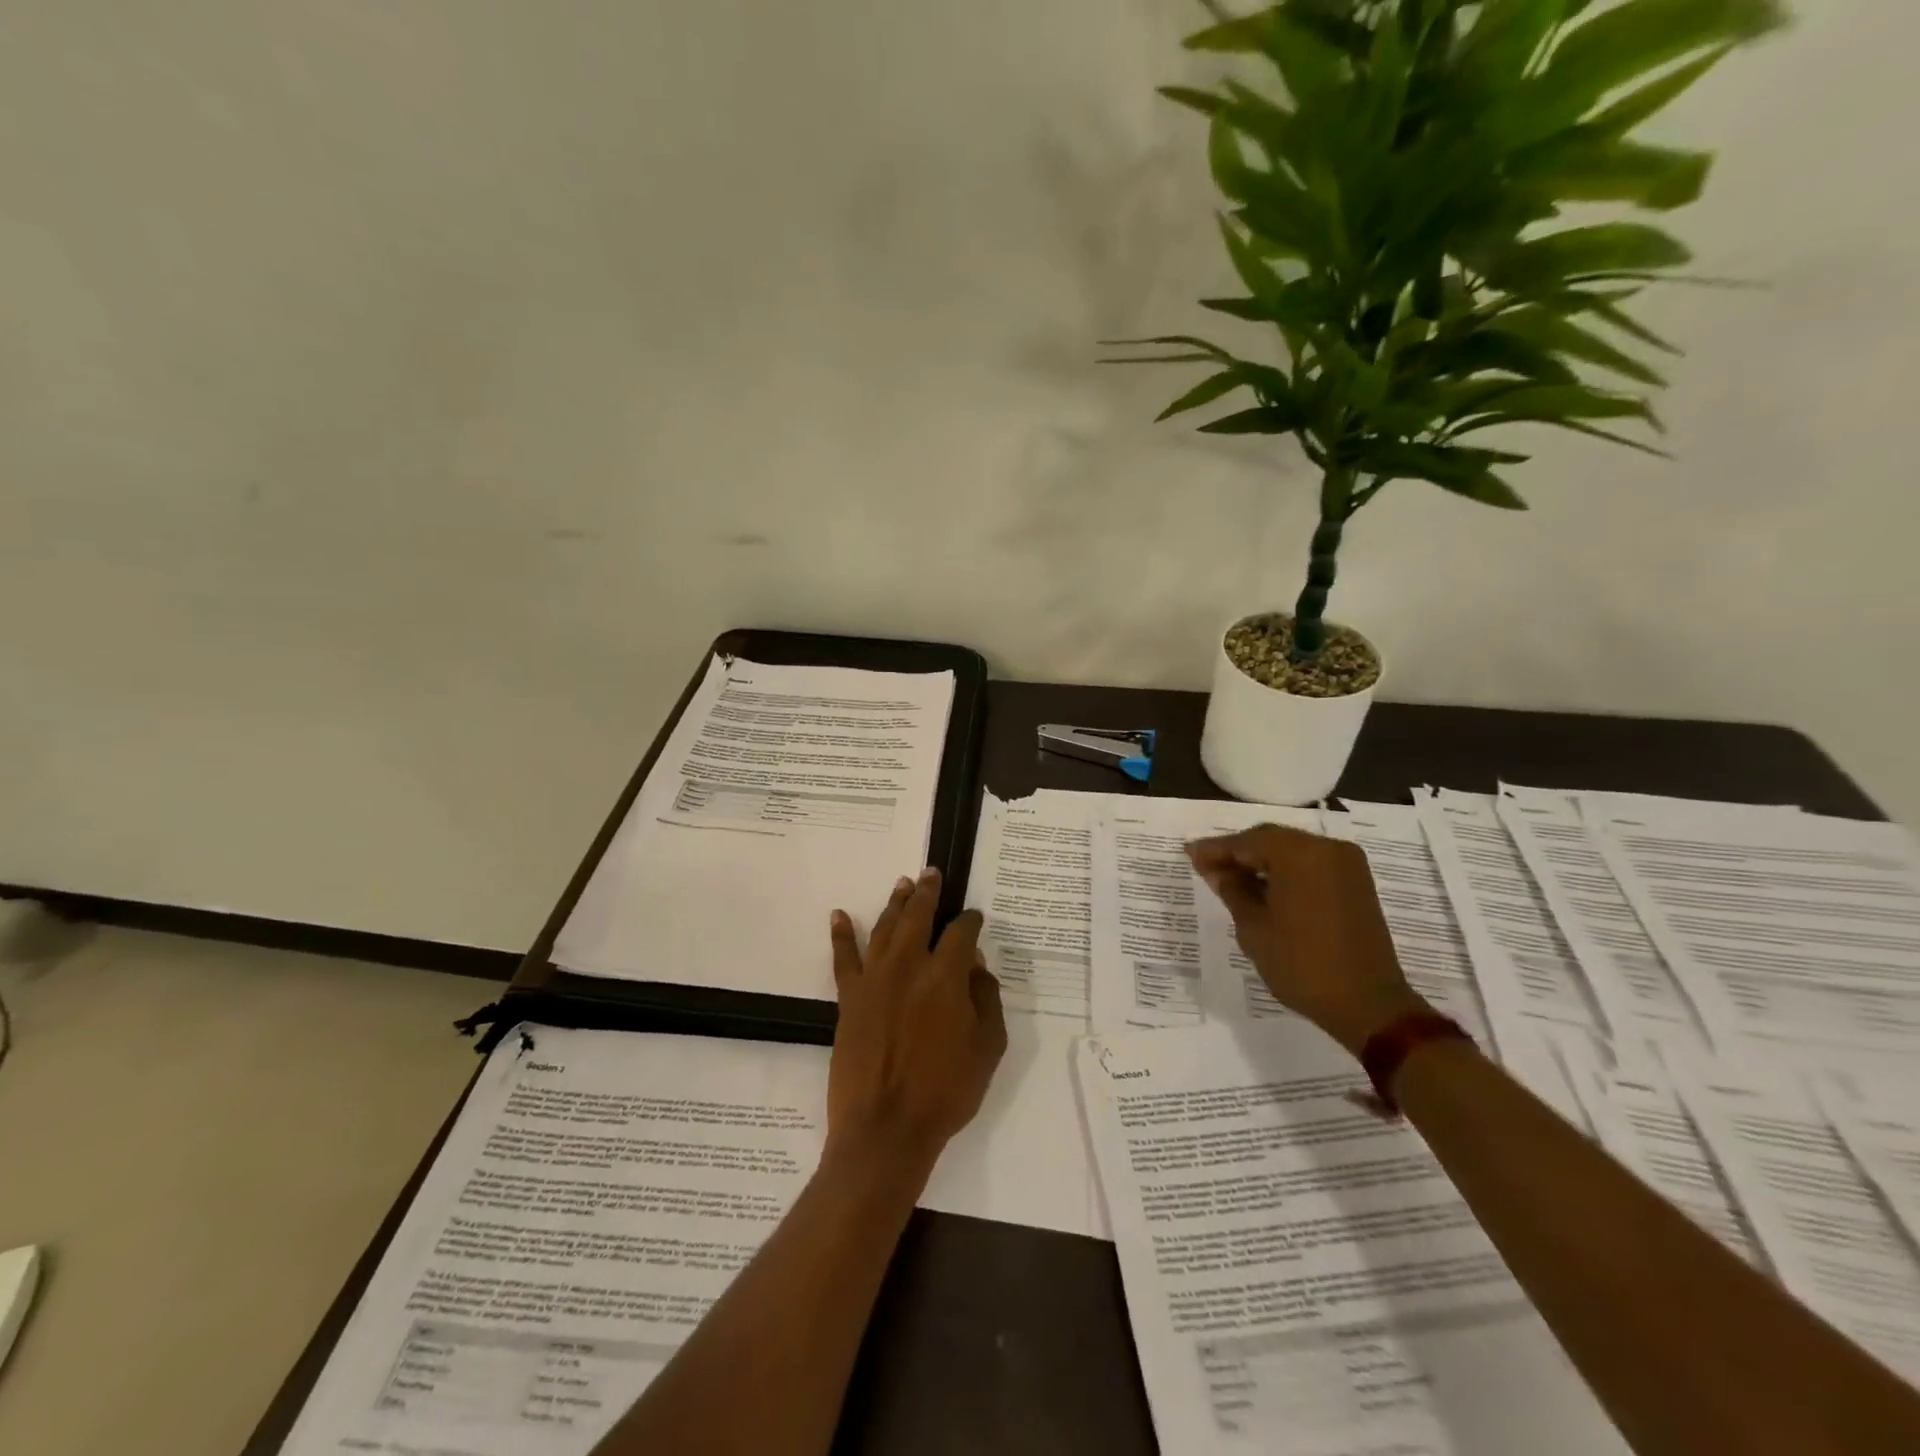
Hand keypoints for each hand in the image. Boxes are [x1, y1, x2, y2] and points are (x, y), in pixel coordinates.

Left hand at [826, 869, 1007, 1173]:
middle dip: (928, 892)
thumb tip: (975, 966)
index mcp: (945, 975)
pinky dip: (841, 934)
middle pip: (918, 916)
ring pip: (884, 928)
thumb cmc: (946, 1091)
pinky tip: (838, 915)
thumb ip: (985, 999)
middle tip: (932, 874)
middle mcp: (908, 965)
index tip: (974, 918)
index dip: (970, 921)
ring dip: (895, 904)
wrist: (886, 1128)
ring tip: (903, 885)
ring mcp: (874, 979)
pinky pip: (843, 958)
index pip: (961, 933)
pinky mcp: (849, 998)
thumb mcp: (988, 1048)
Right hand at [1187, 823, 1428, 1055]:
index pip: (1247, 841)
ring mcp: (1346, 864)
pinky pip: (1311, 864)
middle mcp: (1327, 848)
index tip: (1189, 854)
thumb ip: (1232, 890)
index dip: (1215, 849)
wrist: (1368, 1005)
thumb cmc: (1302, 965)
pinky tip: (1263, 887)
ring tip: (1231, 879)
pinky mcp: (1356, 883)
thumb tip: (1214, 869)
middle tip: (1207, 867)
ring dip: (1261, 861)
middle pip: (1271, 839)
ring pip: (1291, 850)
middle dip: (1238, 852)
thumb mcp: (1254, 928)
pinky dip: (1285, 871)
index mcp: (1300, 854)